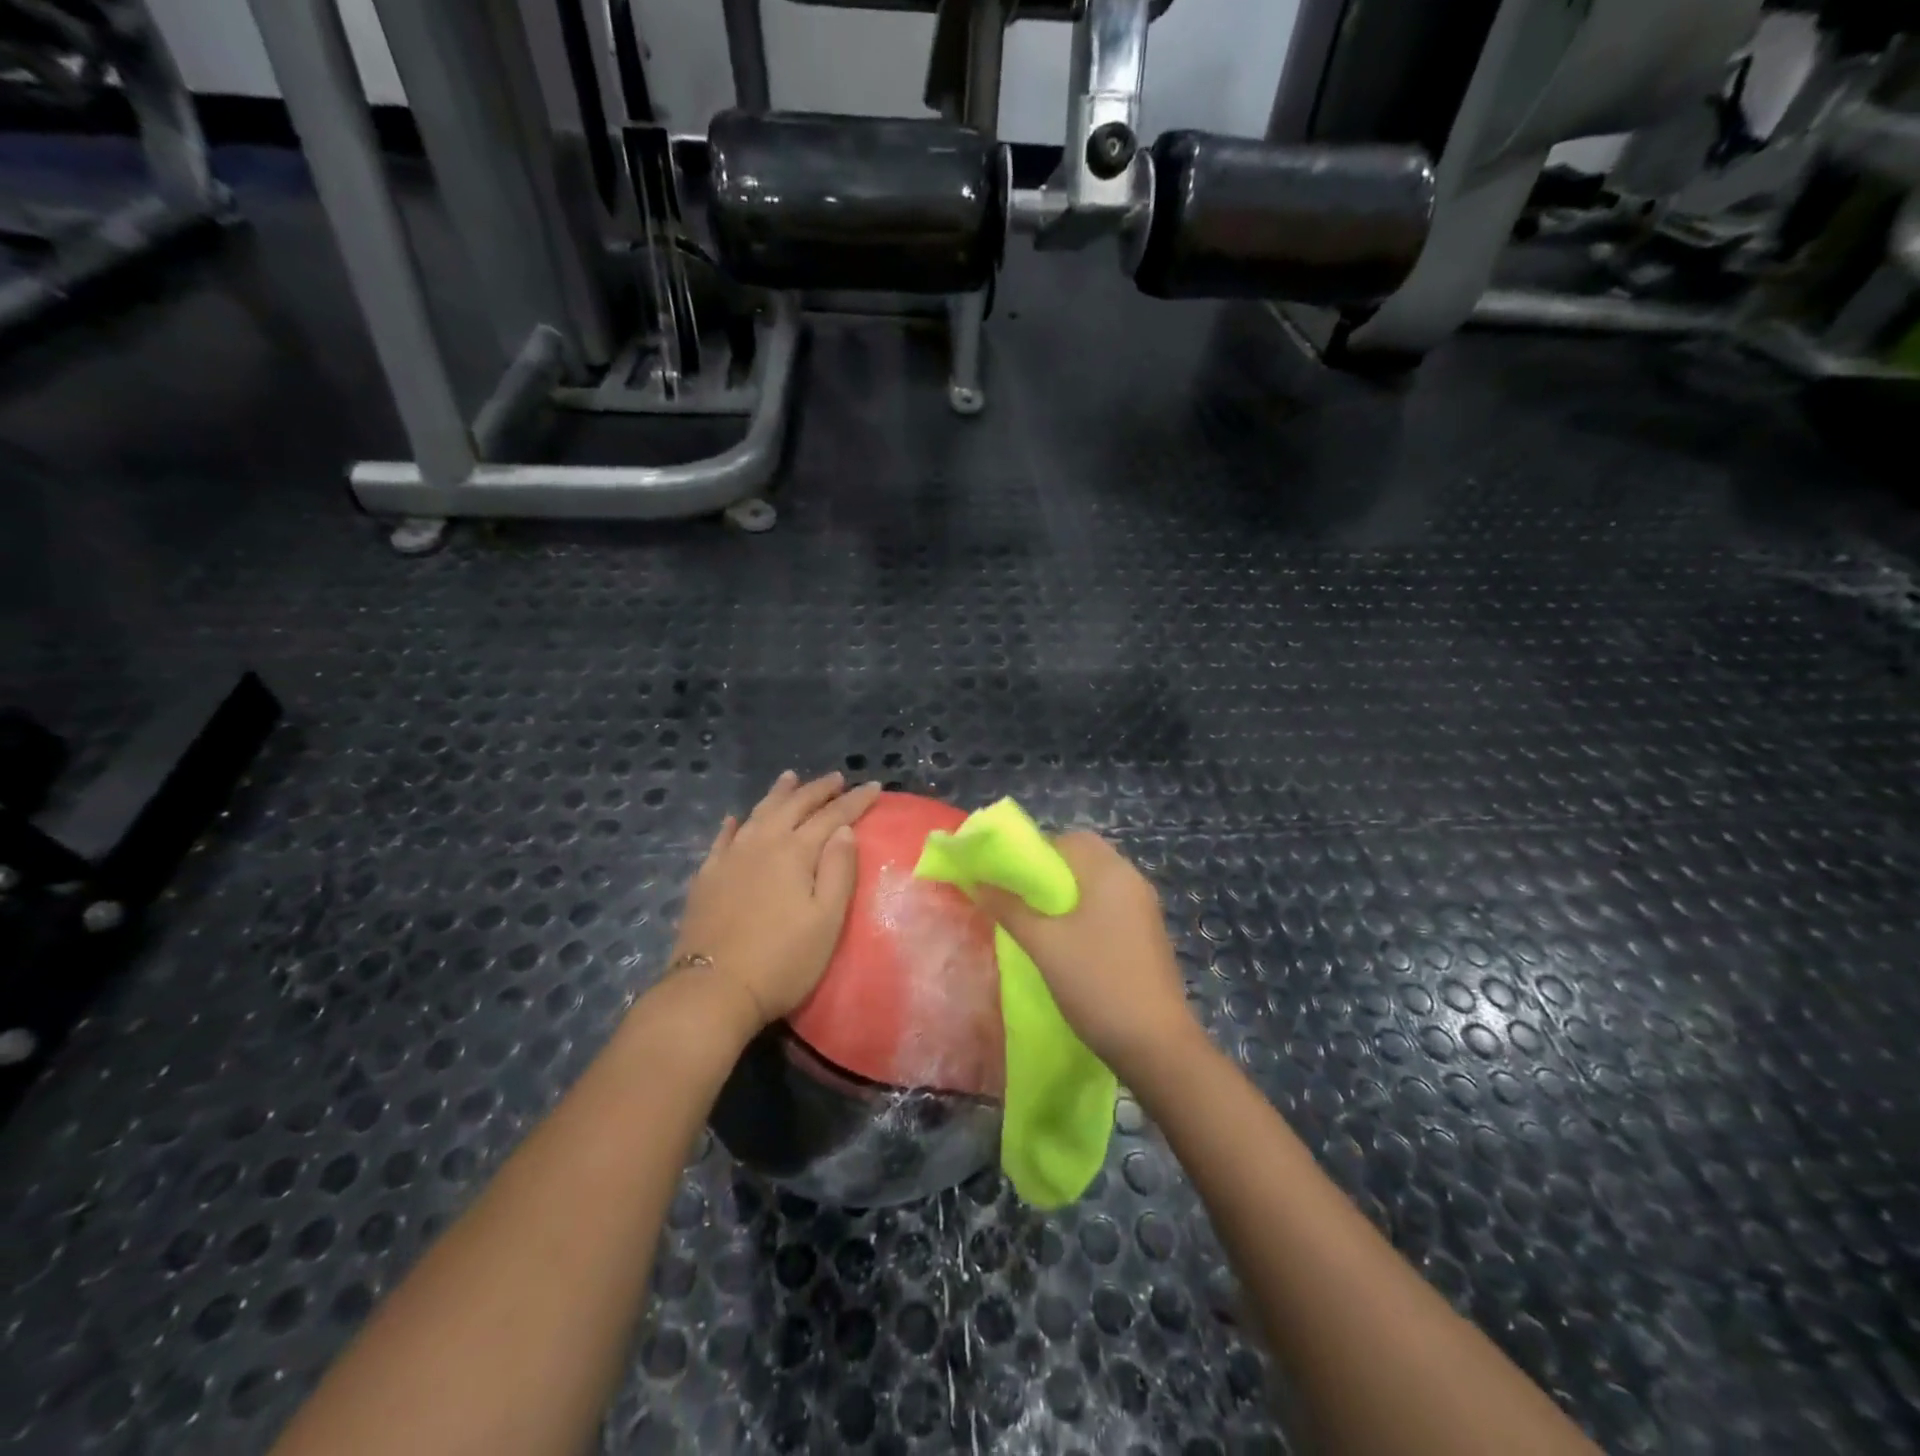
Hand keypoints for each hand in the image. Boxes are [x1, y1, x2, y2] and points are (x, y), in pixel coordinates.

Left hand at [672, 771, 882, 1029]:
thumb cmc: (782, 959)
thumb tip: (844, 830)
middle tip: (837, 778)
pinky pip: (723, 839)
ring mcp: (730, 858)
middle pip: (793, 806)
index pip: (832, 817)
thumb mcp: (826, 919)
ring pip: (758, 814)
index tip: (875, 786)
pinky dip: (734, 824)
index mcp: (795, 852)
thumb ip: (838, 870)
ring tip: (790, 778)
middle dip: (818, 790)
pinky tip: (735, 818)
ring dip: (778, 794)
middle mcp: (762, 844)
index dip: (855, 801)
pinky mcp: (707, 877)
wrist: (713, 989)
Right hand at [973, 831, 1199, 1080]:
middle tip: (1020, 900)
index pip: (1067, 839)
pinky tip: (1068, 942)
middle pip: (1084, 858)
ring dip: (1067, 894)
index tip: (1008, 878)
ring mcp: (1144, 908)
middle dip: (1049, 873)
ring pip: (1097, 884)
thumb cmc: (1096, 983)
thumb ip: (1009, 908)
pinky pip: (1111, 906)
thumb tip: (978, 882)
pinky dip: (1086, 912)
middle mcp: (1132, 880)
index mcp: (1110, 871)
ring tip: (1038, 922)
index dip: (1034, 852)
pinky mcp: (1148, 934)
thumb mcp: (1044, 945)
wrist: (1156, 1045)